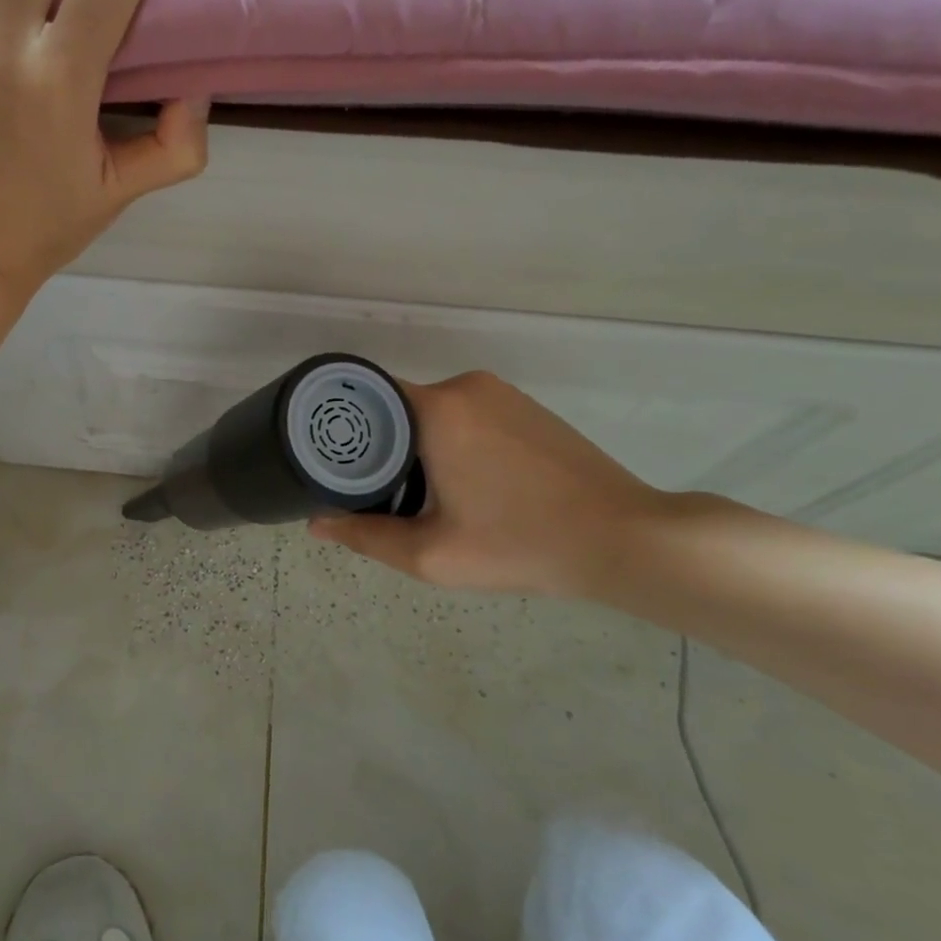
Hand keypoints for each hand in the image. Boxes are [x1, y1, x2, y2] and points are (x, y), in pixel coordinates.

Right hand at [309, 372, 671, 597]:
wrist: (623, 538)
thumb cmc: (520, 543)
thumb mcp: (432, 554)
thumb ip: (366, 537)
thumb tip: (317, 524)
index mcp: (437, 409)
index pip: (365, 396)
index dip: (341, 426)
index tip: (329, 460)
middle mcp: (465, 386)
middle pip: (396, 405)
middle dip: (378, 443)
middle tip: (370, 491)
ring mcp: (500, 392)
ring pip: (431, 411)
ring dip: (415, 443)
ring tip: (413, 493)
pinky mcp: (524, 406)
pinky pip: (465, 413)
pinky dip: (448, 439)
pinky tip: (461, 482)